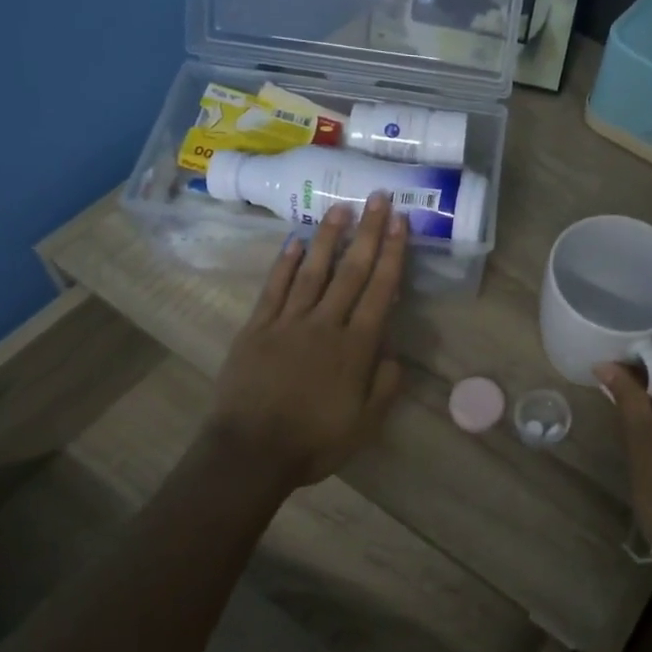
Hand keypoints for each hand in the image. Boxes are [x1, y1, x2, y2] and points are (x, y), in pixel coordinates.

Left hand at [204, 193, 406, 492]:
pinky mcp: (257, 328)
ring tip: (341, 207)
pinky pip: (274, 289)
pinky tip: (294, 242)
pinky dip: (285, 264)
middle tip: (379, 198)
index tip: (401, 222)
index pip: (380, 290)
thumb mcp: (365, 424)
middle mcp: (325, 324)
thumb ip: (385, 386)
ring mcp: (288, 323)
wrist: (250, 453)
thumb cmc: (314, 442)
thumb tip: (393, 354)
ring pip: (312, 271)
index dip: (393, 254)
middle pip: (351, 271)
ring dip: (328, 237)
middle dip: (368, 232)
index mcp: (356, 347)